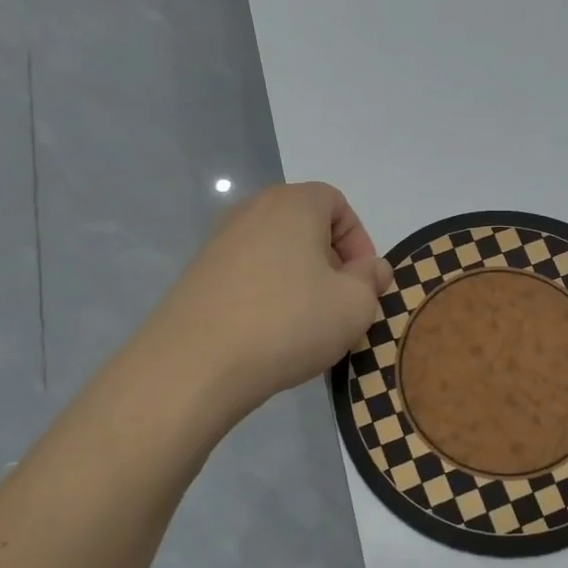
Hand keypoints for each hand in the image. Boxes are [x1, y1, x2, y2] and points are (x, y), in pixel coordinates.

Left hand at [152, 182, 391, 421]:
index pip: (337, 203)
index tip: (363, 282)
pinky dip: (267, 295)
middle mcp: (252, 211)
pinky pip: (249, 275)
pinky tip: (271, 334)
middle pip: (305, 226)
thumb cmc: (289, 322)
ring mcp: (219, 243)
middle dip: (330, 262)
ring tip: (307, 324)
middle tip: (340, 304)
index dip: (359, 241)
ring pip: (277, 253)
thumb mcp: (354, 305)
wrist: (195, 365)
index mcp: (292, 204)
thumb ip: (371, 280)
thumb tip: (371, 268)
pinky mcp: (198, 276)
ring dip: (300, 281)